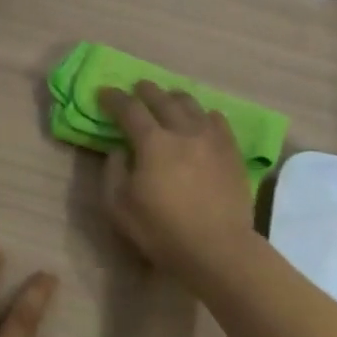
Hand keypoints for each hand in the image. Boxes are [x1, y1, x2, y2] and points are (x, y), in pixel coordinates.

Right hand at [97, 82, 257, 281]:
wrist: (218, 248)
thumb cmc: (162, 231)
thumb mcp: (119, 207)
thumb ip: (113, 172)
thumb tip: (118, 150)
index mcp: (153, 142)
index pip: (129, 109)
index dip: (113, 98)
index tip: (104, 92)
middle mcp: (183, 131)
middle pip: (162, 98)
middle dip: (145, 90)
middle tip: (136, 89)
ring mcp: (212, 138)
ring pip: (191, 104)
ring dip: (174, 98)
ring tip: (168, 100)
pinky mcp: (232, 151)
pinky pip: (217, 120)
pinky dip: (203, 114)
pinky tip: (201, 120)